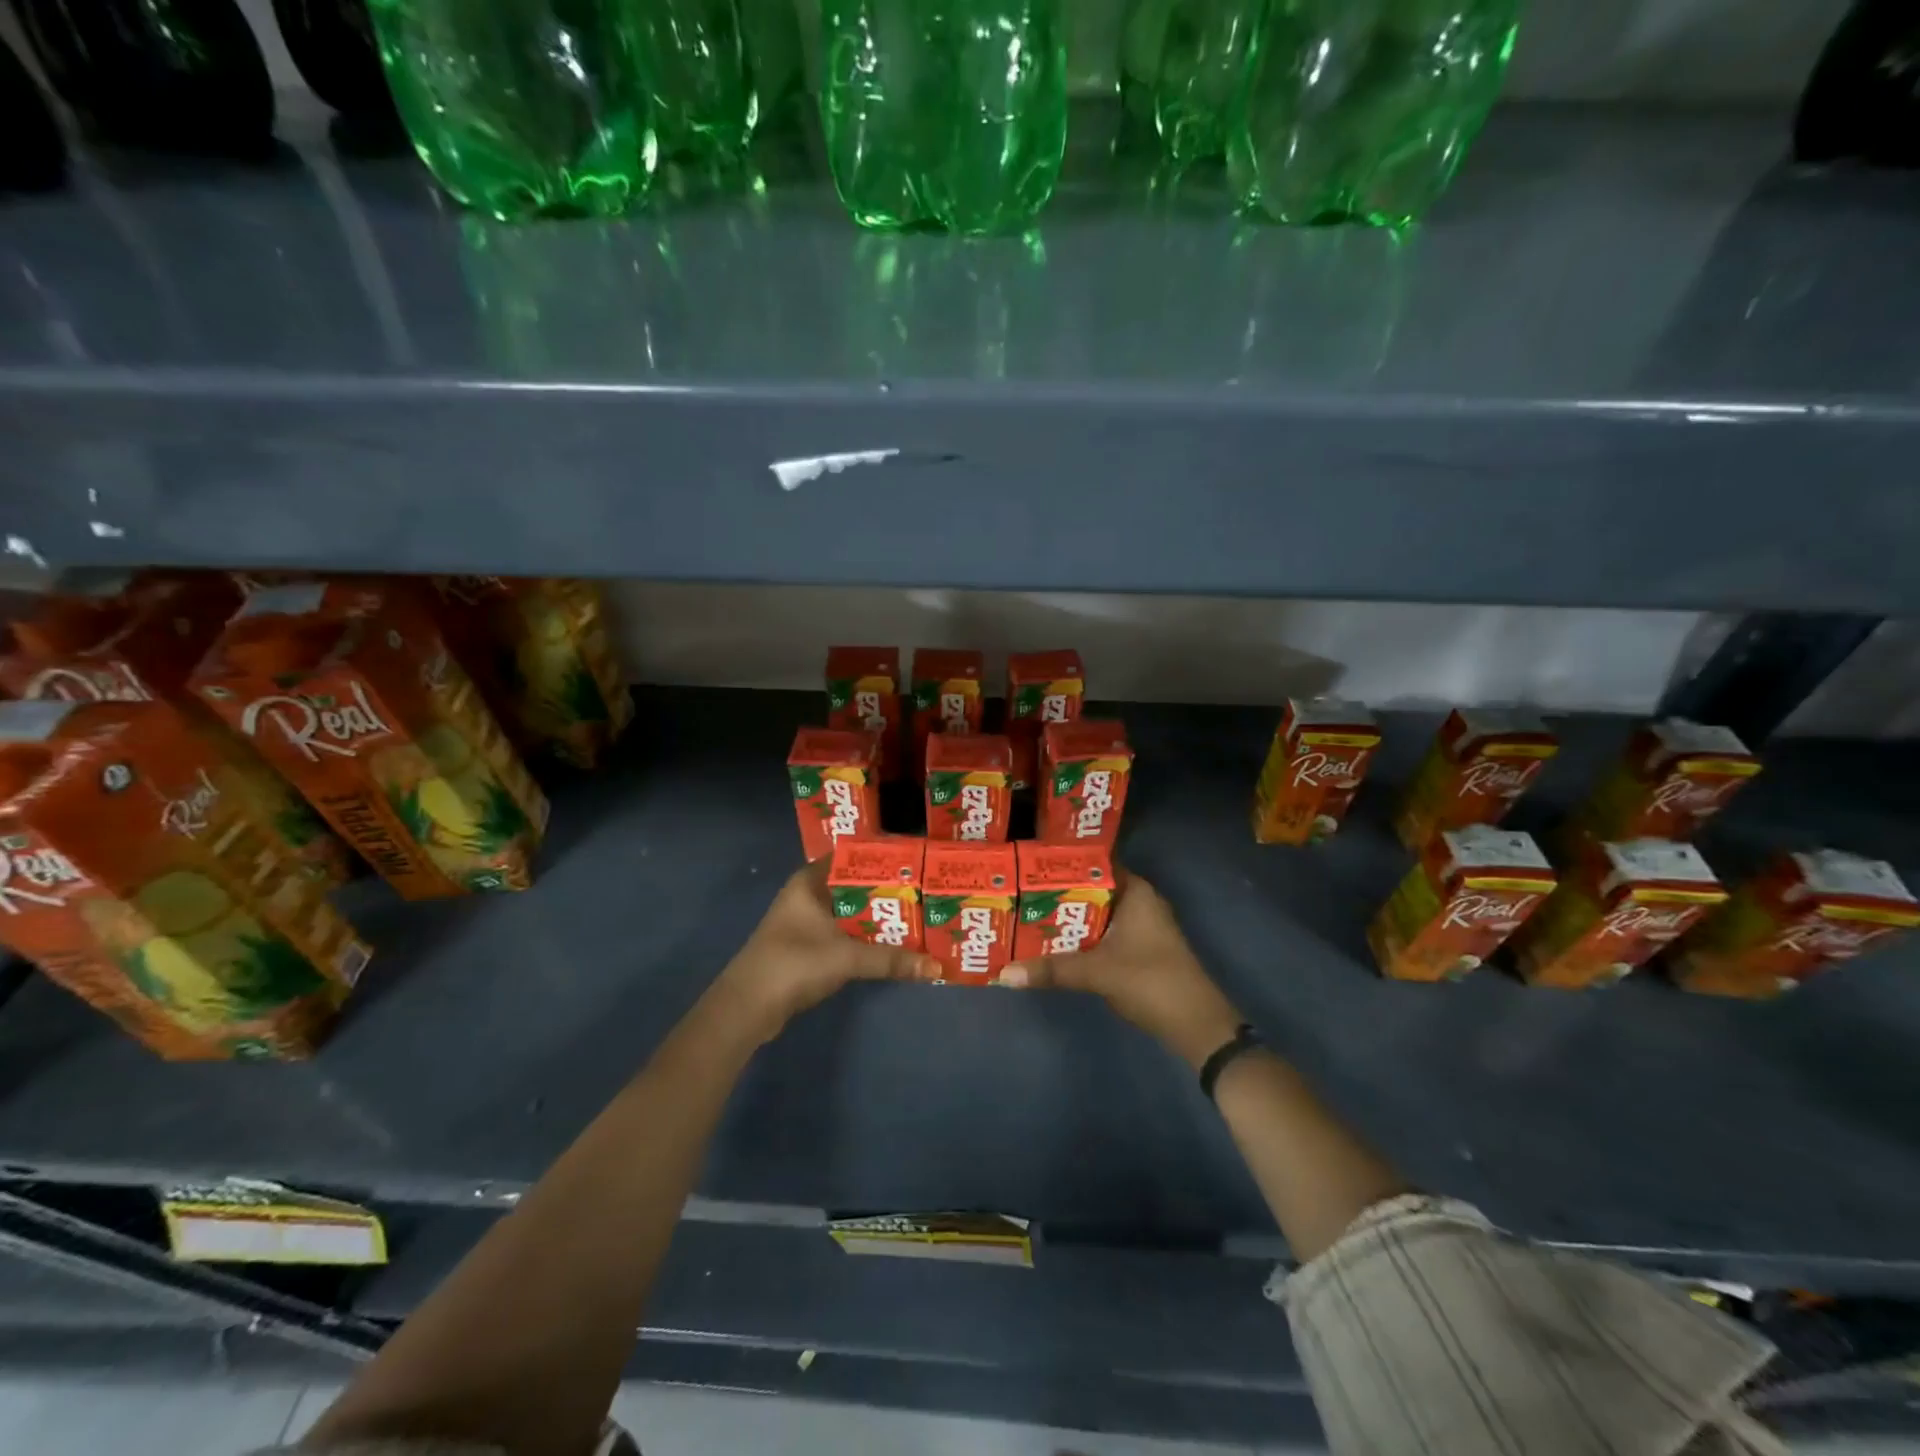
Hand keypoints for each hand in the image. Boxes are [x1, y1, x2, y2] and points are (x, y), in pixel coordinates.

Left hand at [715, 860, 939, 1041]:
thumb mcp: (847, 957)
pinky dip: (864, 937)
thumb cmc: (794, 963)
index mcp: (810, 881)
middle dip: (886, 892)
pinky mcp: (806, 947)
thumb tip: (936, 968)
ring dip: (876, 917)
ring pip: (849, 912)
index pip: (851, 857)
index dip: (882, 859)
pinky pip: (843, 933)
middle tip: (925, 892)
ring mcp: (805, 922)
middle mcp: (807, 895)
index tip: (916, 862)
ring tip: (916, 916)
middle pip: (854, 886)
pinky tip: (891, 944)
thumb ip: (891, 959)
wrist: (748, 1007)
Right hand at [1000, 870, 1242, 1069]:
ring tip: (1024, 915)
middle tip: (1017, 892)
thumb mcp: (1097, 972)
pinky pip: (1102, 933)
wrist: (1196, 1026)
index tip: (1028, 866)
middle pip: (1091, 890)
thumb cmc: (1151, 982)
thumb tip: (1003, 974)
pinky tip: (1052, 945)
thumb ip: (1052, 969)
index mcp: (1136, 892)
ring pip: (1095, 914)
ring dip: (1067, 918)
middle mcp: (1139, 902)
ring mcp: (1141, 927)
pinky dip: (1080, 937)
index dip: (1062, 865)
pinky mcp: (1138, 949)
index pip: (1094, 864)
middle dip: (1057, 894)